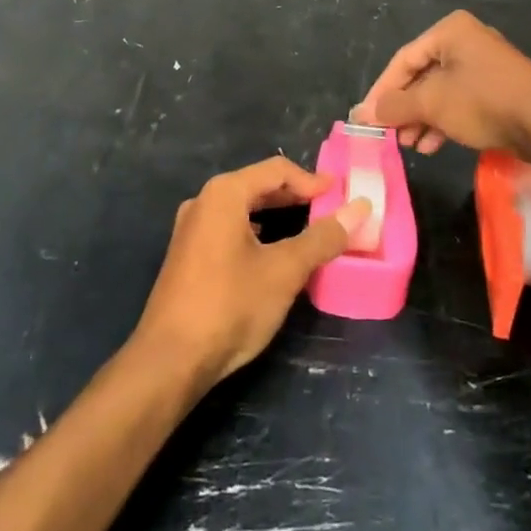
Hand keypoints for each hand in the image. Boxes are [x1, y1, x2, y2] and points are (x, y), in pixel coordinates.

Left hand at [134, 157, 370, 389]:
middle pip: (258, 185)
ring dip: (277, 214)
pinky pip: (229, 228)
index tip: (341, 194)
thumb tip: (360, 207)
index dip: (312, 180)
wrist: (171, 359)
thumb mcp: (285, 270)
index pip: (276, 170)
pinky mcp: (188, 254)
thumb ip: (322, 237)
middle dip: (295, 196)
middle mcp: (204, 201)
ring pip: (243, 208)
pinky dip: (257, 232)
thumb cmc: (231, 305)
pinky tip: (272, 252)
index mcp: (224, 193)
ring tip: (308, 229)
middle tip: (330, 210)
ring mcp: (191, 228)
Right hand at [353, 11, 530, 156]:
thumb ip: (393, 106)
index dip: (382, 91)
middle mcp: (467, 40)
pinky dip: (444, 120)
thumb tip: (360, 113)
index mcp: (450, 31)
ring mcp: (486, 65)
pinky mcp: (499, 88)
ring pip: (441, 91)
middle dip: (404, 108)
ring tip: (410, 145)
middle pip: (422, 75)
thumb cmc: (482, 102)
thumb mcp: (431, 103)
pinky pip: (461, 100)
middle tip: (390, 134)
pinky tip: (433, 145)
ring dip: (422, 119)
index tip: (367, 118)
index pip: (403, 60)